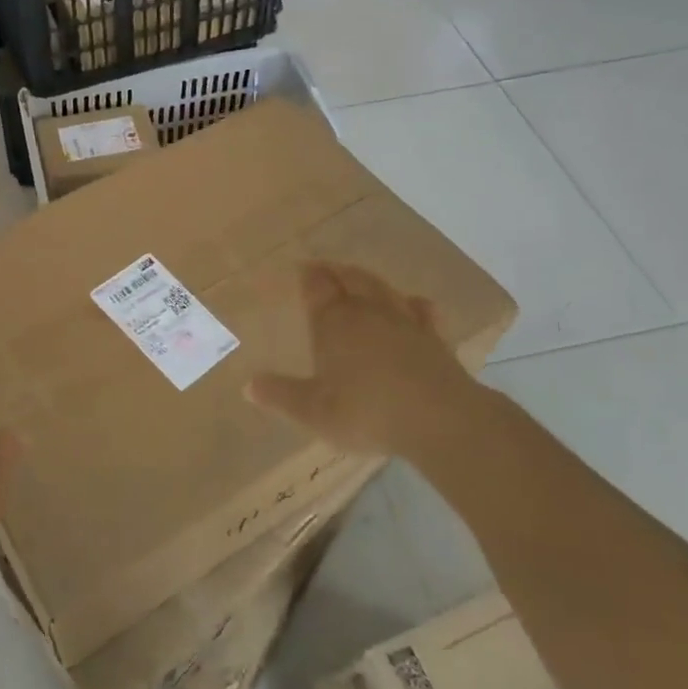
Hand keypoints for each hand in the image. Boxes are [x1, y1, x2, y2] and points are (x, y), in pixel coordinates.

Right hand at [246, 261, 488, 455]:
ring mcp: (404, 321)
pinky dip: (412, 304)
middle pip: (350, 279)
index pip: (317, 286)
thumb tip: (247, 385)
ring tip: (359, 278)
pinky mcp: (434, 338)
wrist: (440, 420)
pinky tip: (413, 304)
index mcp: (333, 322)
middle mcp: (367, 311)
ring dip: (368, 280)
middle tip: (327, 268)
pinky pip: (421, 311)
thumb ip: (281, 395)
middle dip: (337, 272)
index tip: (303, 268)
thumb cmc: (367, 411)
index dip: (309, 276)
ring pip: (382, 289)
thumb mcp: (313, 411)